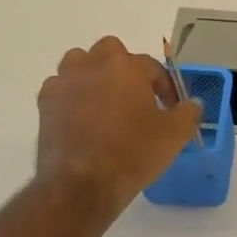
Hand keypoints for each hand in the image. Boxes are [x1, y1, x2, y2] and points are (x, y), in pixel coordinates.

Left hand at [35, 37, 200, 217]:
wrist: (82, 185)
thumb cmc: (133, 153)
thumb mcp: (175, 135)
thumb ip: (188, 112)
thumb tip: (191, 103)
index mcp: (126, 67)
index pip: (151, 66)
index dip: (165, 87)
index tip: (170, 109)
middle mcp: (92, 65)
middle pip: (110, 52)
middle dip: (124, 69)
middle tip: (135, 97)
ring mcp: (64, 83)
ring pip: (79, 64)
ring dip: (93, 76)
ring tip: (106, 103)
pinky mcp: (45, 104)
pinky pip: (61, 88)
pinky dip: (72, 97)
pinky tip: (82, 119)